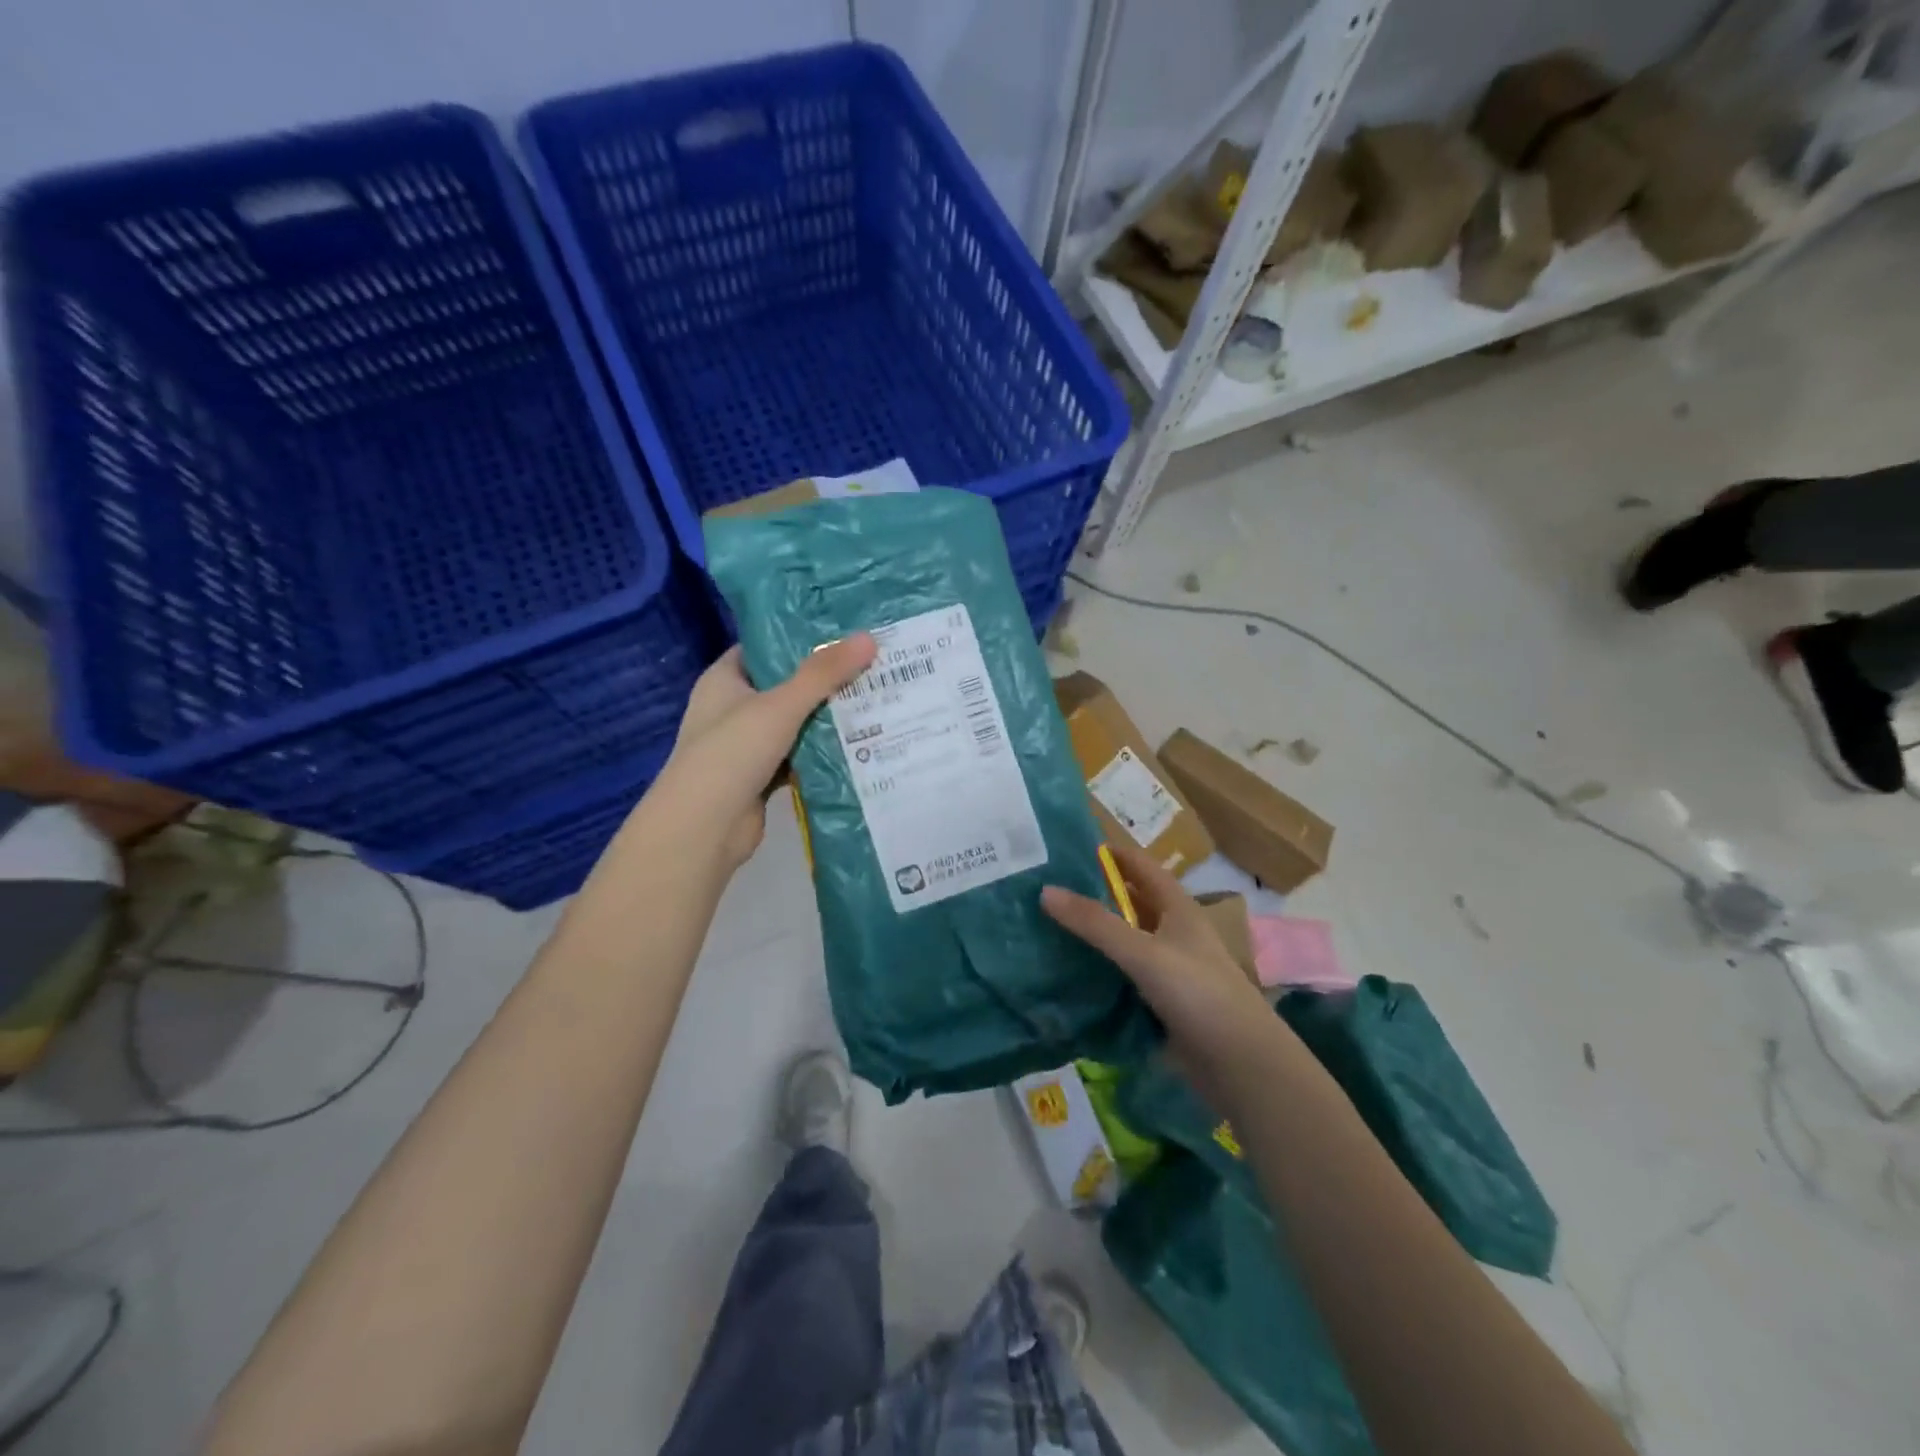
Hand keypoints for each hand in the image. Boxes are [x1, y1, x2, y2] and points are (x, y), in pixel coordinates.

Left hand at [661, 635, 876, 868]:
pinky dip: (821, 752)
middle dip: (824, 679)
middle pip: (784, 685)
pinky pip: (798, 756)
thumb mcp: (780, 705)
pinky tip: (859, 743)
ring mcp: (746, 745)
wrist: (704, 828)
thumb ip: (823, 674)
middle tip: (871, 663)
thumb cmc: (732, 752)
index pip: (764, 647)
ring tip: (875, 697)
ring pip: (794, 723)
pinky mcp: (761, 776)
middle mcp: (732, 708)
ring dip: (827, 716)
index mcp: (724, 680)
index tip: (842, 631)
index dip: (799, 637)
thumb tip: (868, 639)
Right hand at [1041, 836, 1288, 1102]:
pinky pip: (1122, 977)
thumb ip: (1095, 923)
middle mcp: (1172, 932)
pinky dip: (1099, 971)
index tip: (1066, 847)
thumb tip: (1045, 890)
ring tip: (1044, 926)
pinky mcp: (1161, 1002)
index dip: (1110, 853)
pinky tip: (1067, 973)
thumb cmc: (1199, 993)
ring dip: (1093, 935)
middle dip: (1092, 894)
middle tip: (1044, 889)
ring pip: (1123, 942)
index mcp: (1177, 908)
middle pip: (1128, 903)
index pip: (1140, 865)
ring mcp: (1168, 969)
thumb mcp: (1143, 952)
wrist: (1241, 1064)